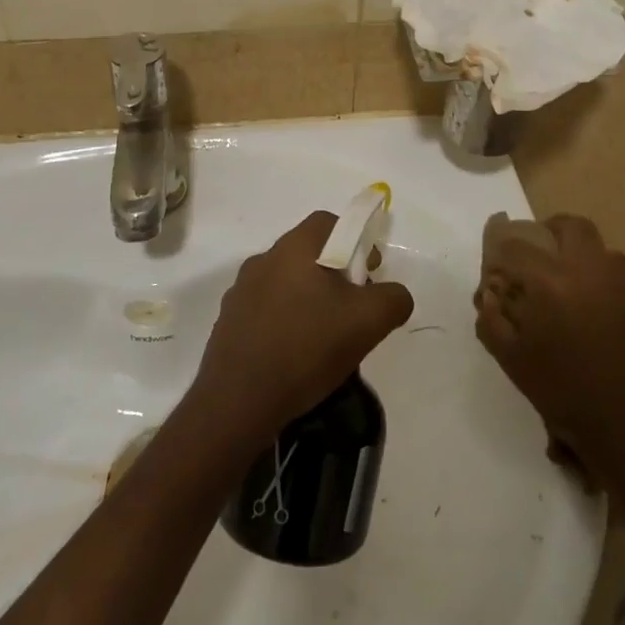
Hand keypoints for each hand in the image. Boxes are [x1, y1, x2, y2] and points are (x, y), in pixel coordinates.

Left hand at [187, 210, 414, 448]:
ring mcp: (241, 291)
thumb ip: (393, 298)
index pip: (329, 223)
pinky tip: (296, 355)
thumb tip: (394, 295)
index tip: (368, 275)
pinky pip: (267, 310)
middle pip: (309, 253)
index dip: (356, 241)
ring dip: (310, 299)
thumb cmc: (306, 349)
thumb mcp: (368, 322)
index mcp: (294, 248)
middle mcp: (263, 259)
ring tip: (326, 337)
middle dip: (336, 274)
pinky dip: (286, 322)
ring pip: (288, 282)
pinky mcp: (229, 321)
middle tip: (353, 310)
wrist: (237, 402)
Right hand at [475, 214, 624, 491]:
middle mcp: (589, 270)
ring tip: (570, 281)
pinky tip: (596, 307)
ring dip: (582, 254)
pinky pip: (621, 274)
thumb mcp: (514, 362)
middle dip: (550, 232)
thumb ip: (493, 321)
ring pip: (601, 248)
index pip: (517, 246)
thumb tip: (488, 296)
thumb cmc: (566, 396)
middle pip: (570, 227)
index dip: (502, 250)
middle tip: (539, 254)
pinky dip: (604, 278)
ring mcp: (624, 284)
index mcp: (551, 282)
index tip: (497, 265)